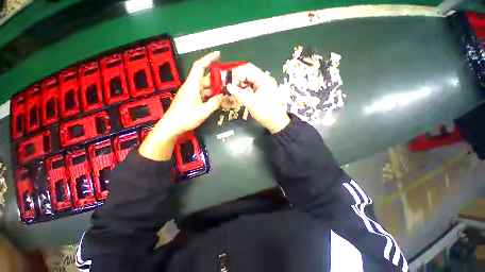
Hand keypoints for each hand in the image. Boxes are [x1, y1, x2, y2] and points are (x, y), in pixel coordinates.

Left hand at [139, 52, 222, 160]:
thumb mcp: (203, 111)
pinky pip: (204, 95)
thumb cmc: (186, 117)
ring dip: (215, 90)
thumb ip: (215, 103)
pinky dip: (211, 97)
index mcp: (192, 85)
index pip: (200, 66)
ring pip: (206, 88)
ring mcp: (192, 94)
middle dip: (217, 80)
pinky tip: (219, 101)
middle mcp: (192, 87)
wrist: (172, 127)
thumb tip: (223, 96)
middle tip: (229, 84)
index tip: (219, 55)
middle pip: (206, 79)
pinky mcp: (192, 100)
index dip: (209, 59)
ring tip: (227, 94)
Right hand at [228, 63, 289, 133]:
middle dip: (238, 75)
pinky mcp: (263, 89)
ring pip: (250, 76)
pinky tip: (241, 90)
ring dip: (241, 80)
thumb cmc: (265, 112)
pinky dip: (245, 85)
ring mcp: (265, 84)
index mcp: (263, 79)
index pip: (247, 70)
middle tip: (230, 84)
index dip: (237, 76)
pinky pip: (252, 83)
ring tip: (234, 87)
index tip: (230, 85)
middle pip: (249, 70)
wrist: (276, 122)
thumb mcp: (251, 103)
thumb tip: (228, 86)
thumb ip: (239, 94)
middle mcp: (265, 78)